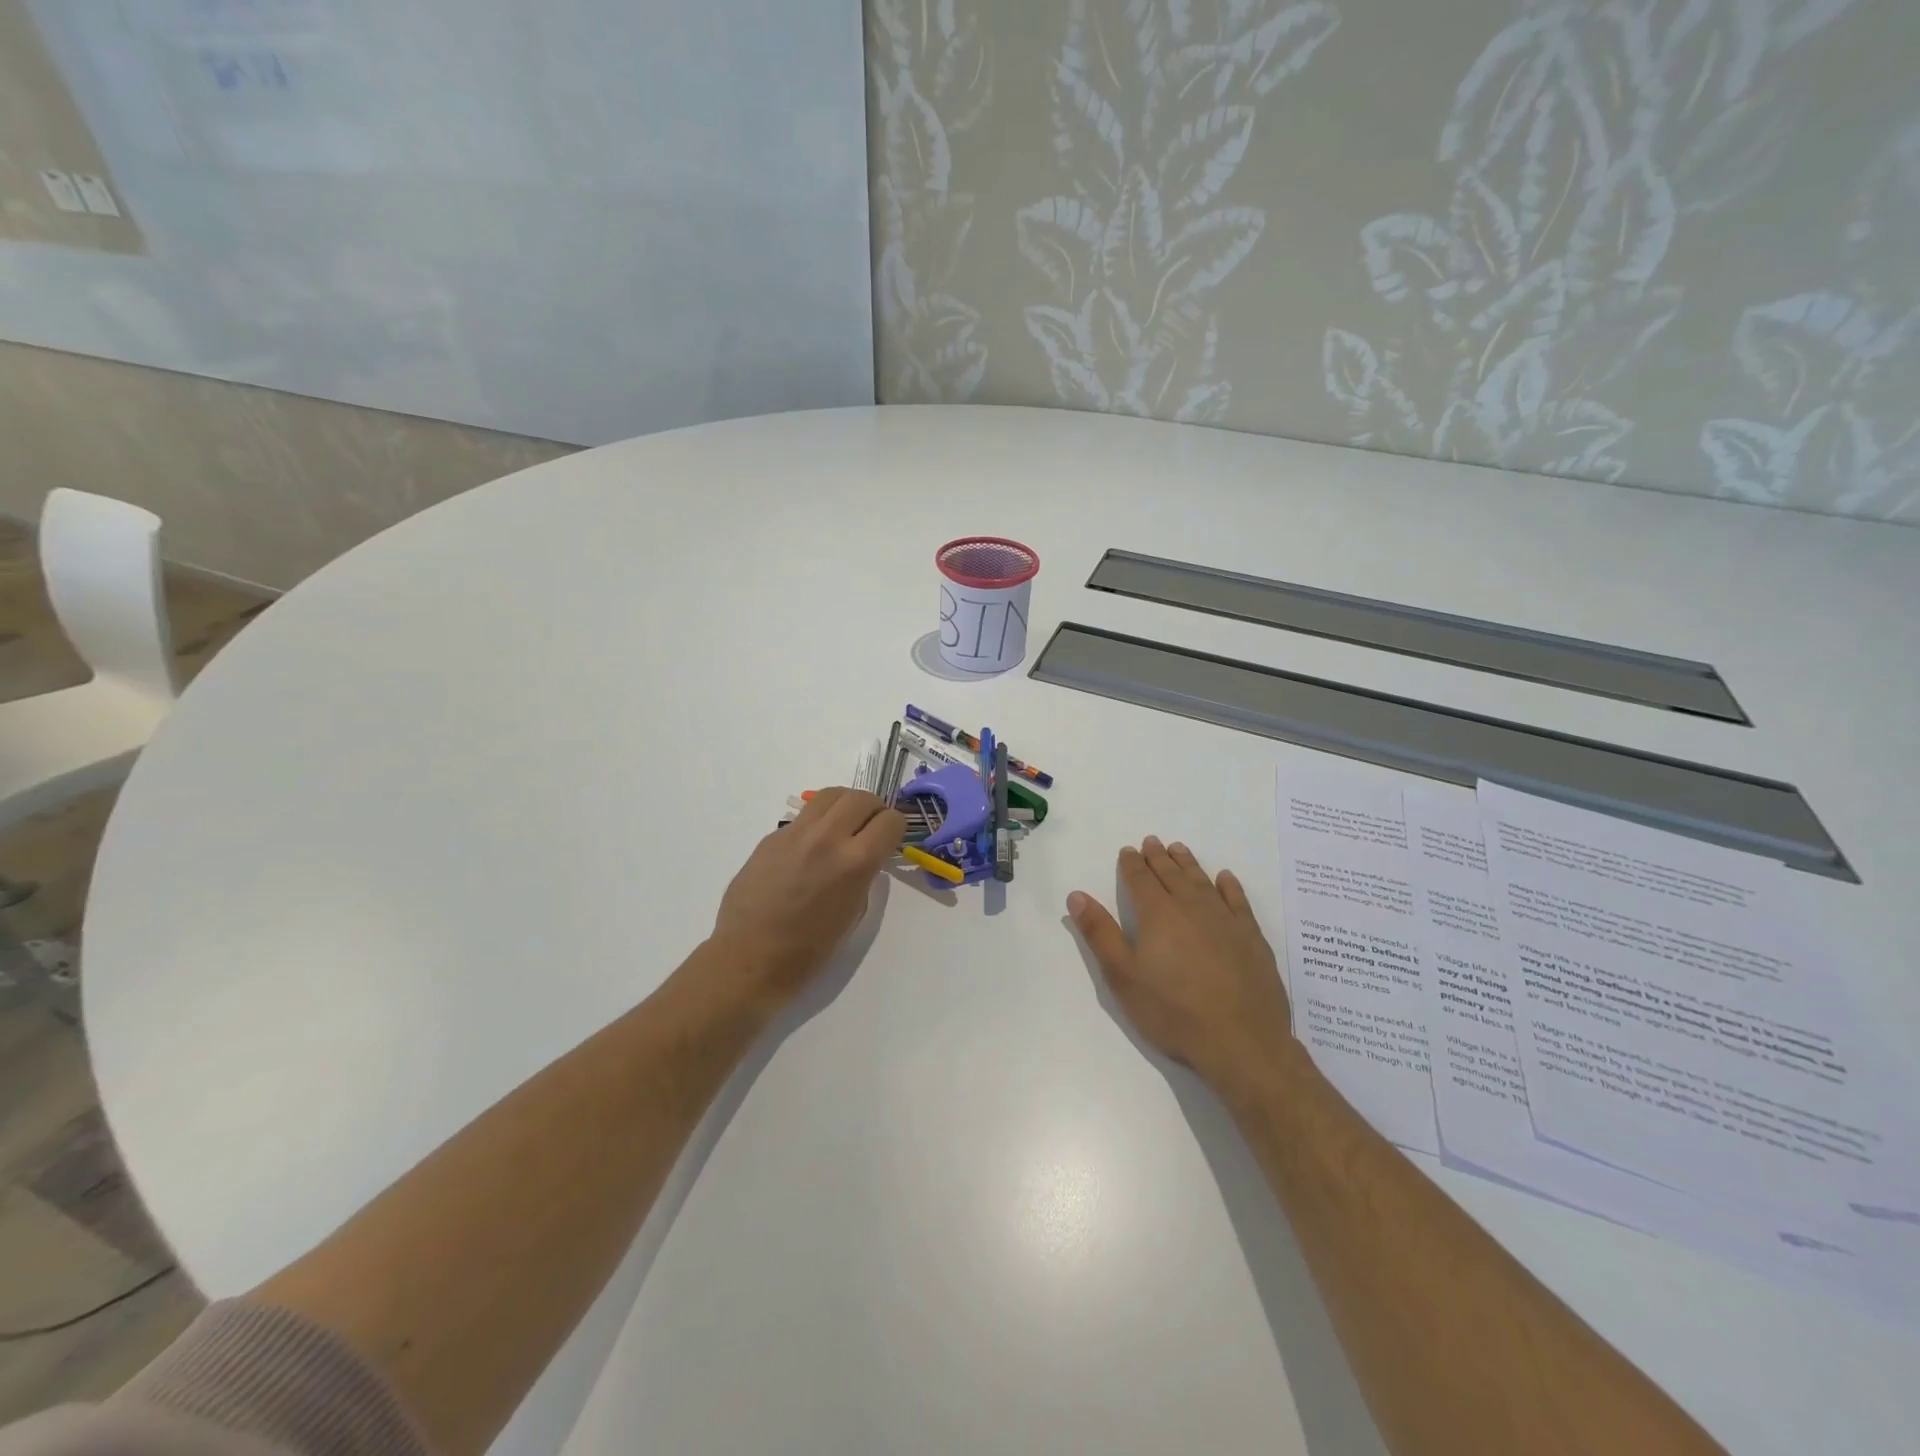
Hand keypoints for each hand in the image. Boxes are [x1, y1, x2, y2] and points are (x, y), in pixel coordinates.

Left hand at [710, 787, 905, 1005]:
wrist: (750, 958)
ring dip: (846, 804)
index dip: (895, 829)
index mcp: (855, 863)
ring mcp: (796, 833)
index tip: (890, 840)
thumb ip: (863, 875)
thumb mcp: (853, 913)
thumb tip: (864, 855)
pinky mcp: (773, 836)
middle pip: (862, 798)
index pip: (890, 821)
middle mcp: (828, 838)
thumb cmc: (808, 950)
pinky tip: (813, 846)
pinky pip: (804, 816)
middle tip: (871, 828)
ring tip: (845, 824)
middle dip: (874, 809)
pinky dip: (818, 821)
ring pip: (831, 795)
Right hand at [1067, 836, 1294, 1091]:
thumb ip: (1100, 933)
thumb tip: (1077, 895)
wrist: (1241, 1042)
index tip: (1128, 850)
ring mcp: (1225, 921)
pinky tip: (1225, 878)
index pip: (1140, 880)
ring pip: (1202, 881)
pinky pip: (1238, 901)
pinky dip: (1229, 886)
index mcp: (1157, 915)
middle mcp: (1191, 907)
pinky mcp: (1251, 938)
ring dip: (1188, 864)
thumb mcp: (1123, 977)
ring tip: (1179, 849)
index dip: (1132, 864)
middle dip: (1159, 857)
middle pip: (1171, 875)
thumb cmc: (1173, 1012)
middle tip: (1152, 841)